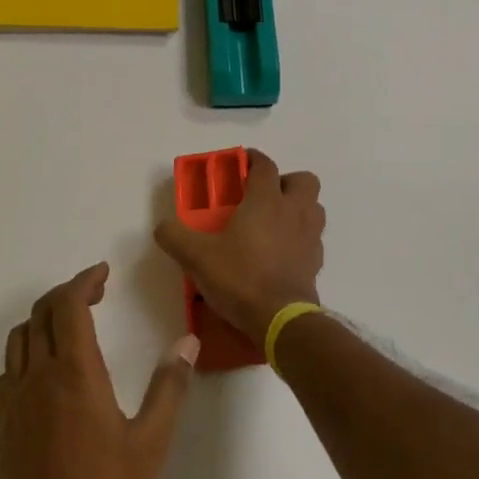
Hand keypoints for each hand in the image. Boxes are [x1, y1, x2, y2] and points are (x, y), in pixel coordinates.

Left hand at [0, 263, 199, 478]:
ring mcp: (14, 401)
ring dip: (42, 319)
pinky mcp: (2, 425)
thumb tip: (187, 343)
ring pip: (18, 339)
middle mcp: (38, 376)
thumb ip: (169, 388)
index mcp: (74, 372)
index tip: (102, 273)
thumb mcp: (150, 443)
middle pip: (41, 313)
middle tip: (95, 293)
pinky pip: (7, 372)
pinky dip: (25, 354)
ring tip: (69, 325)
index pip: (68, 304)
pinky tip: (43, 372)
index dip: (84, 281)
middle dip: (66, 294)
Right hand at [154, 149, 324, 343]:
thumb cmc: (240, 277)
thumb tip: (162, 226)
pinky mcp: (316, 261)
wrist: (280, 319)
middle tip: (263, 196)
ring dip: (298, 208)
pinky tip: (281, 252)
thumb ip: (175, 237)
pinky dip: (300, 238)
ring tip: (274, 222)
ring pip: (314, 207)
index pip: (265, 165)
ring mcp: (310, 236)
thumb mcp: (197, 257)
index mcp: (266, 200)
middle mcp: (294, 211)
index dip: (253, 159)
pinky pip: (313, 238)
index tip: (241, 162)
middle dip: (286, 182)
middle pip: (303, 180)